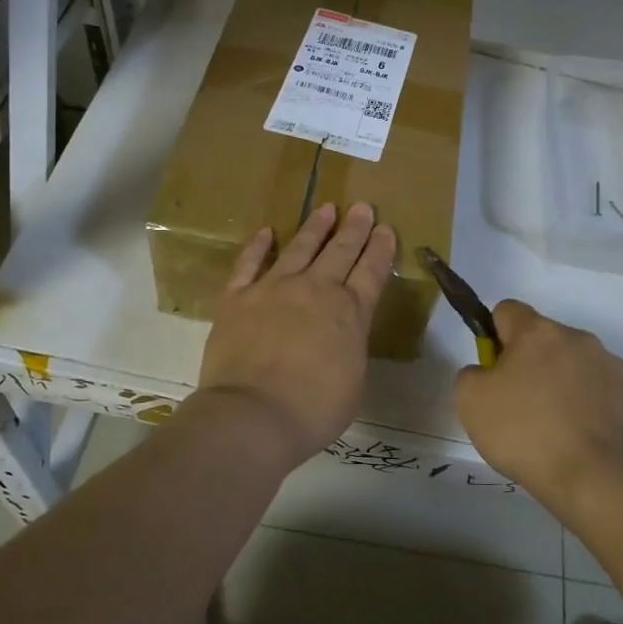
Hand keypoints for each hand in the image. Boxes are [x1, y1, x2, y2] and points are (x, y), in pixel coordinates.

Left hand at [195, 202, 396, 469]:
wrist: (253, 416)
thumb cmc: (313, 411)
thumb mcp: (353, 380)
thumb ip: (350, 347)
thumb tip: (343, 332)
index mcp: (350, 313)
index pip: (371, 272)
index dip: (380, 249)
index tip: (385, 228)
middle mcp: (315, 291)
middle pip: (340, 252)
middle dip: (354, 229)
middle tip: (362, 207)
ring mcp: (274, 289)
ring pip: (299, 248)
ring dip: (315, 227)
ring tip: (326, 209)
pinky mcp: (237, 297)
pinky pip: (249, 263)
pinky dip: (258, 246)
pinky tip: (267, 232)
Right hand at [455, 300, 622, 511]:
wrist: (591, 478)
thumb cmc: (524, 432)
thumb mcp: (470, 401)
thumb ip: (472, 372)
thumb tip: (488, 371)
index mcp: (537, 332)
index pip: (507, 310)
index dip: (495, 336)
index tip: (494, 371)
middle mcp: (577, 338)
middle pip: (543, 338)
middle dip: (530, 361)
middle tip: (519, 405)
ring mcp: (610, 364)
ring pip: (574, 362)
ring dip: (561, 381)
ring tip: (553, 426)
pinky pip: (600, 388)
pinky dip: (588, 403)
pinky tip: (579, 435)